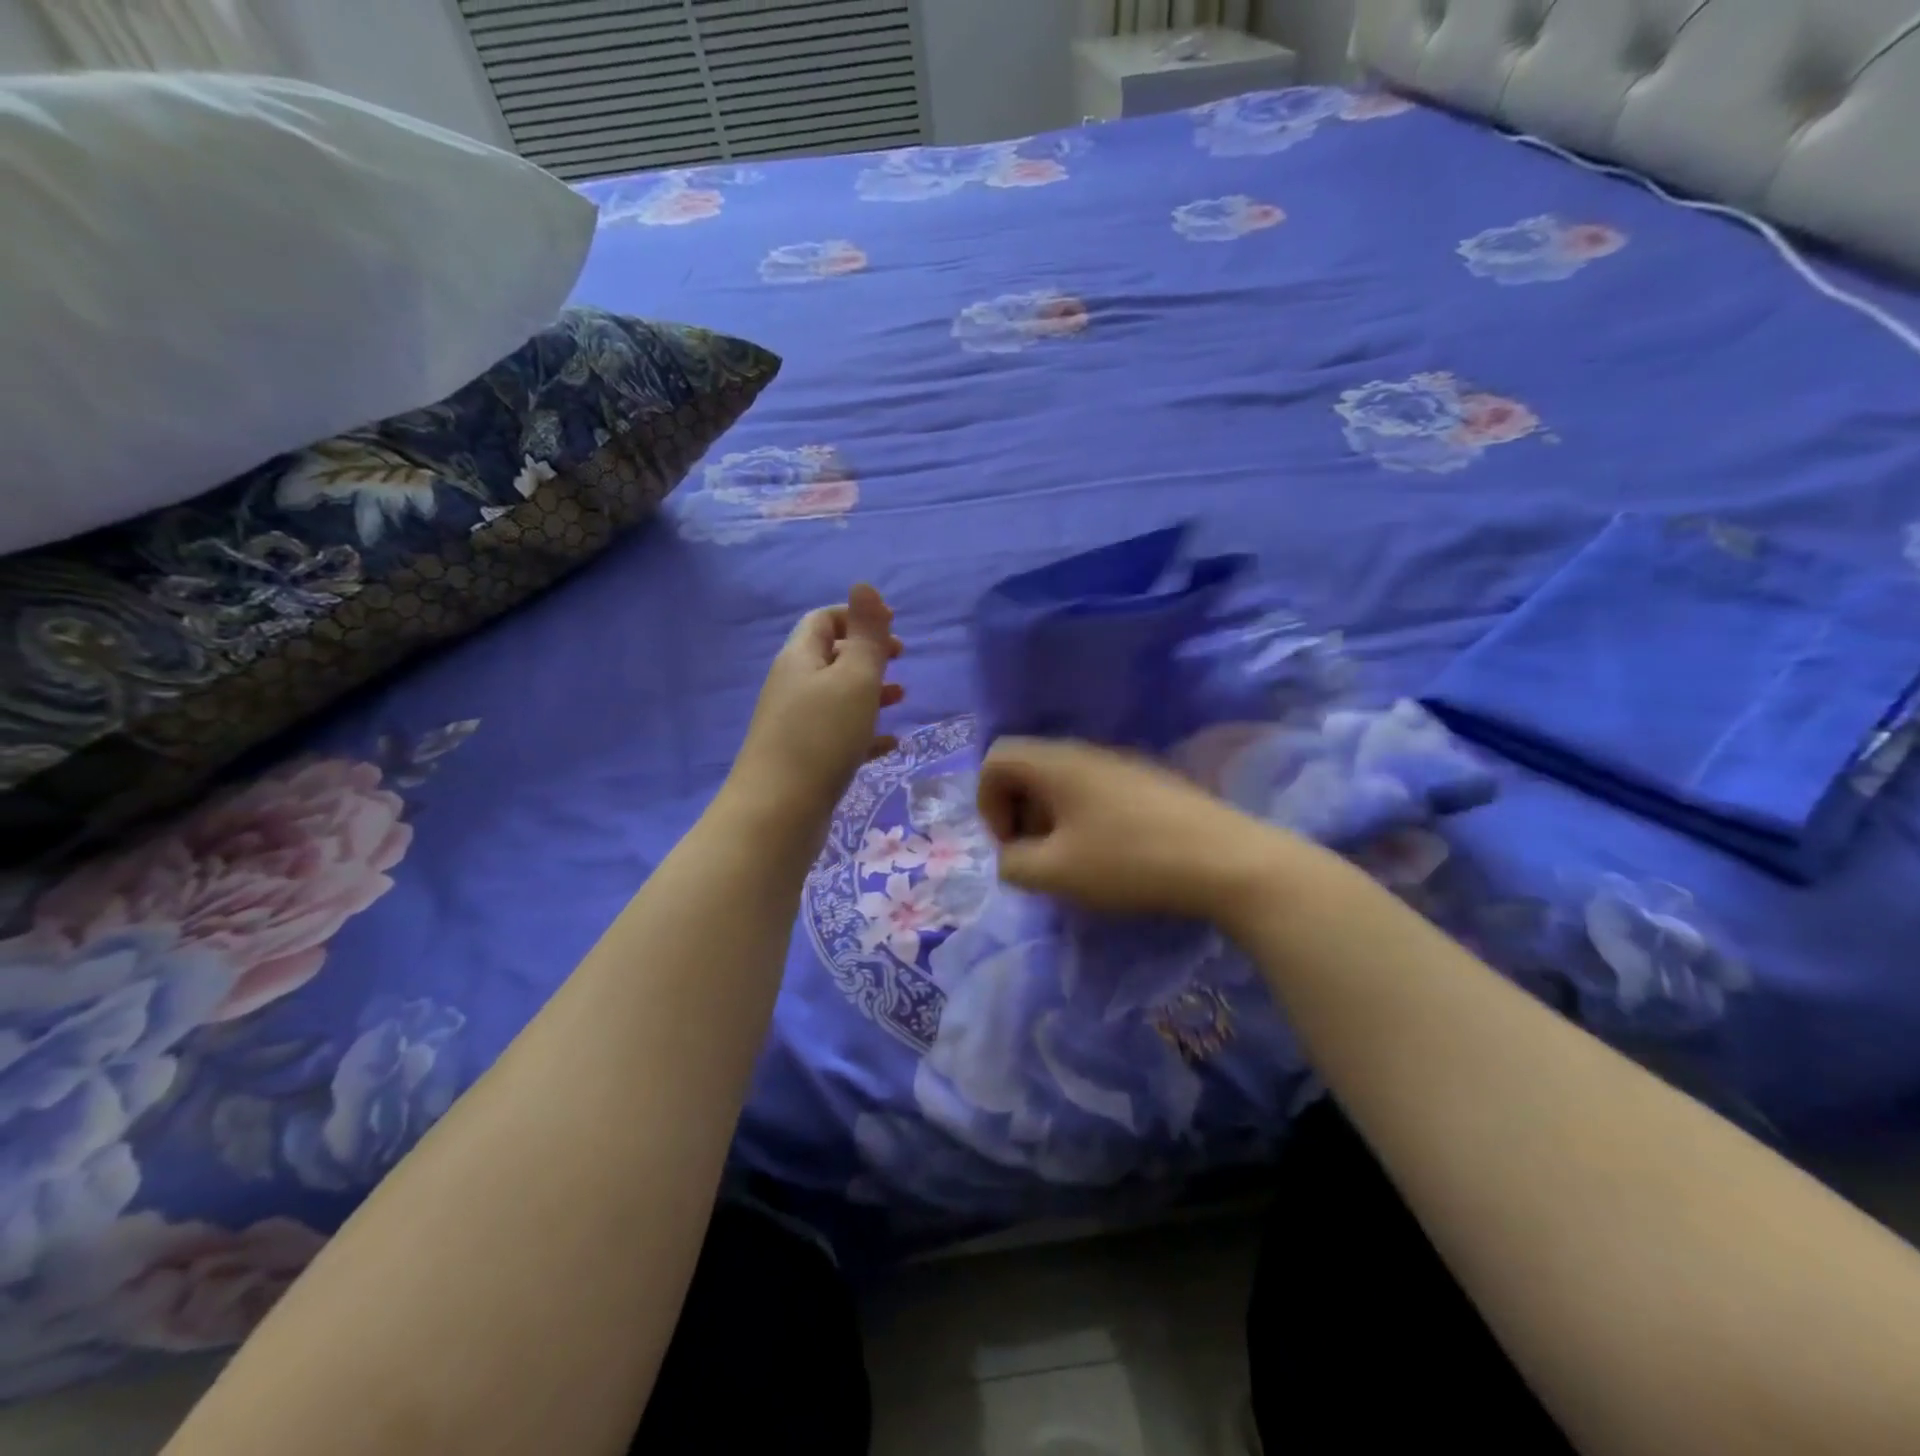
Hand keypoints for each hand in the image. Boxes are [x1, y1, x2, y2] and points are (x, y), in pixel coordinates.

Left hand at [729, 584, 903, 828]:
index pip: (824, 620)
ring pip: (837, 697)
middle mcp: (792, 686)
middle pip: (831, 657)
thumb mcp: (854, 679)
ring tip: (903, 699)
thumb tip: (863, 584)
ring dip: (870, 692)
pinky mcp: (804, 759)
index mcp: (800, 659)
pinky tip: (890, 744)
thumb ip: (866, 634)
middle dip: (868, 654)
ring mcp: (795, 725)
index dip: (857, 617)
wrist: (778, 813)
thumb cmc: (822, 737)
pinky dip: (865, 732)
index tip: (894, 626)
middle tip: (902, 660)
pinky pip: (839, 735)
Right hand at [976, 737, 1303, 927]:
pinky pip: (1095, 790)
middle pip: (1028, 768)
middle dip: (1018, 813)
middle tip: (1036, 857)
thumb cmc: (1129, 861)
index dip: (987, 802)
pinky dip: (1083, 818)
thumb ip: (1014, 864)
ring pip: (1063, 781)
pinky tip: (1108, 855)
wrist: (1224, 860)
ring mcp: (1121, 763)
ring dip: (1051, 819)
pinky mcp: (1148, 782)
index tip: (1010, 845)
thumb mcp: (1056, 873)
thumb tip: (1011, 856)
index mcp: (1056, 763)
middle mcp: (1085, 752)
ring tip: (1070, 861)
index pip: (996, 758)